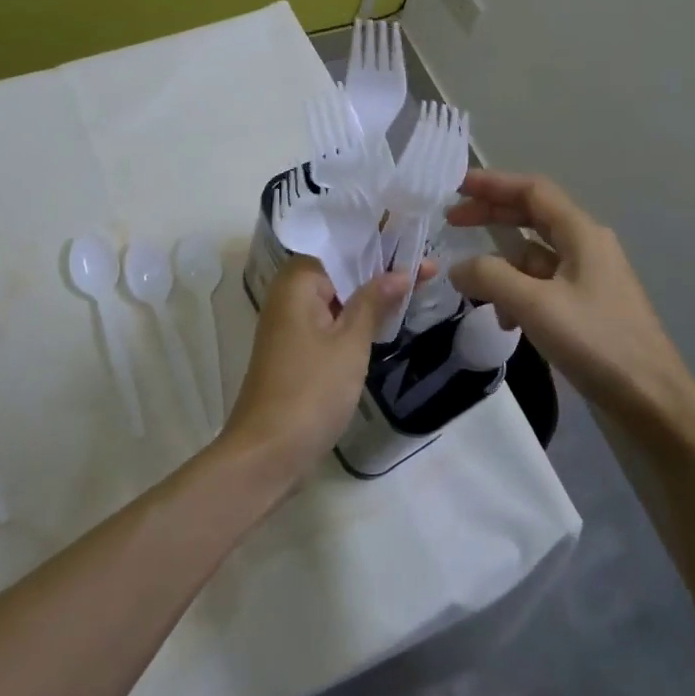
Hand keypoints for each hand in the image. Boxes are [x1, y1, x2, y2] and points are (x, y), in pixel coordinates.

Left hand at [220, 258, 408, 482]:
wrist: (268, 452)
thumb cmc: (311, 390)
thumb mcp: (350, 343)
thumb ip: (374, 302)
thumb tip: (400, 272)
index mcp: (297, 282)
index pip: (342, 248)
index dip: (380, 245)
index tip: (417, 243)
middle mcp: (288, 296)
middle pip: (339, 271)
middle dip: (379, 269)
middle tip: (426, 266)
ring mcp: (289, 325)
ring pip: (336, 298)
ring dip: (369, 295)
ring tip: (415, 285)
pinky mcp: (295, 351)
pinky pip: (329, 321)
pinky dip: (354, 318)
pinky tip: (384, 320)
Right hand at [447, 170, 694, 451]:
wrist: (651, 402)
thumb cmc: (596, 343)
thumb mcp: (535, 305)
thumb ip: (490, 277)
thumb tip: (457, 267)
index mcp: (581, 234)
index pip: (532, 190)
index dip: (493, 183)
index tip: (455, 187)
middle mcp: (586, 247)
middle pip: (531, 217)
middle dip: (491, 217)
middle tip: (451, 223)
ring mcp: (587, 278)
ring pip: (533, 255)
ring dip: (501, 265)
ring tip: (473, 287)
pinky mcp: (585, 307)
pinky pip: (541, 285)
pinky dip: (517, 294)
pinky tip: (506, 322)